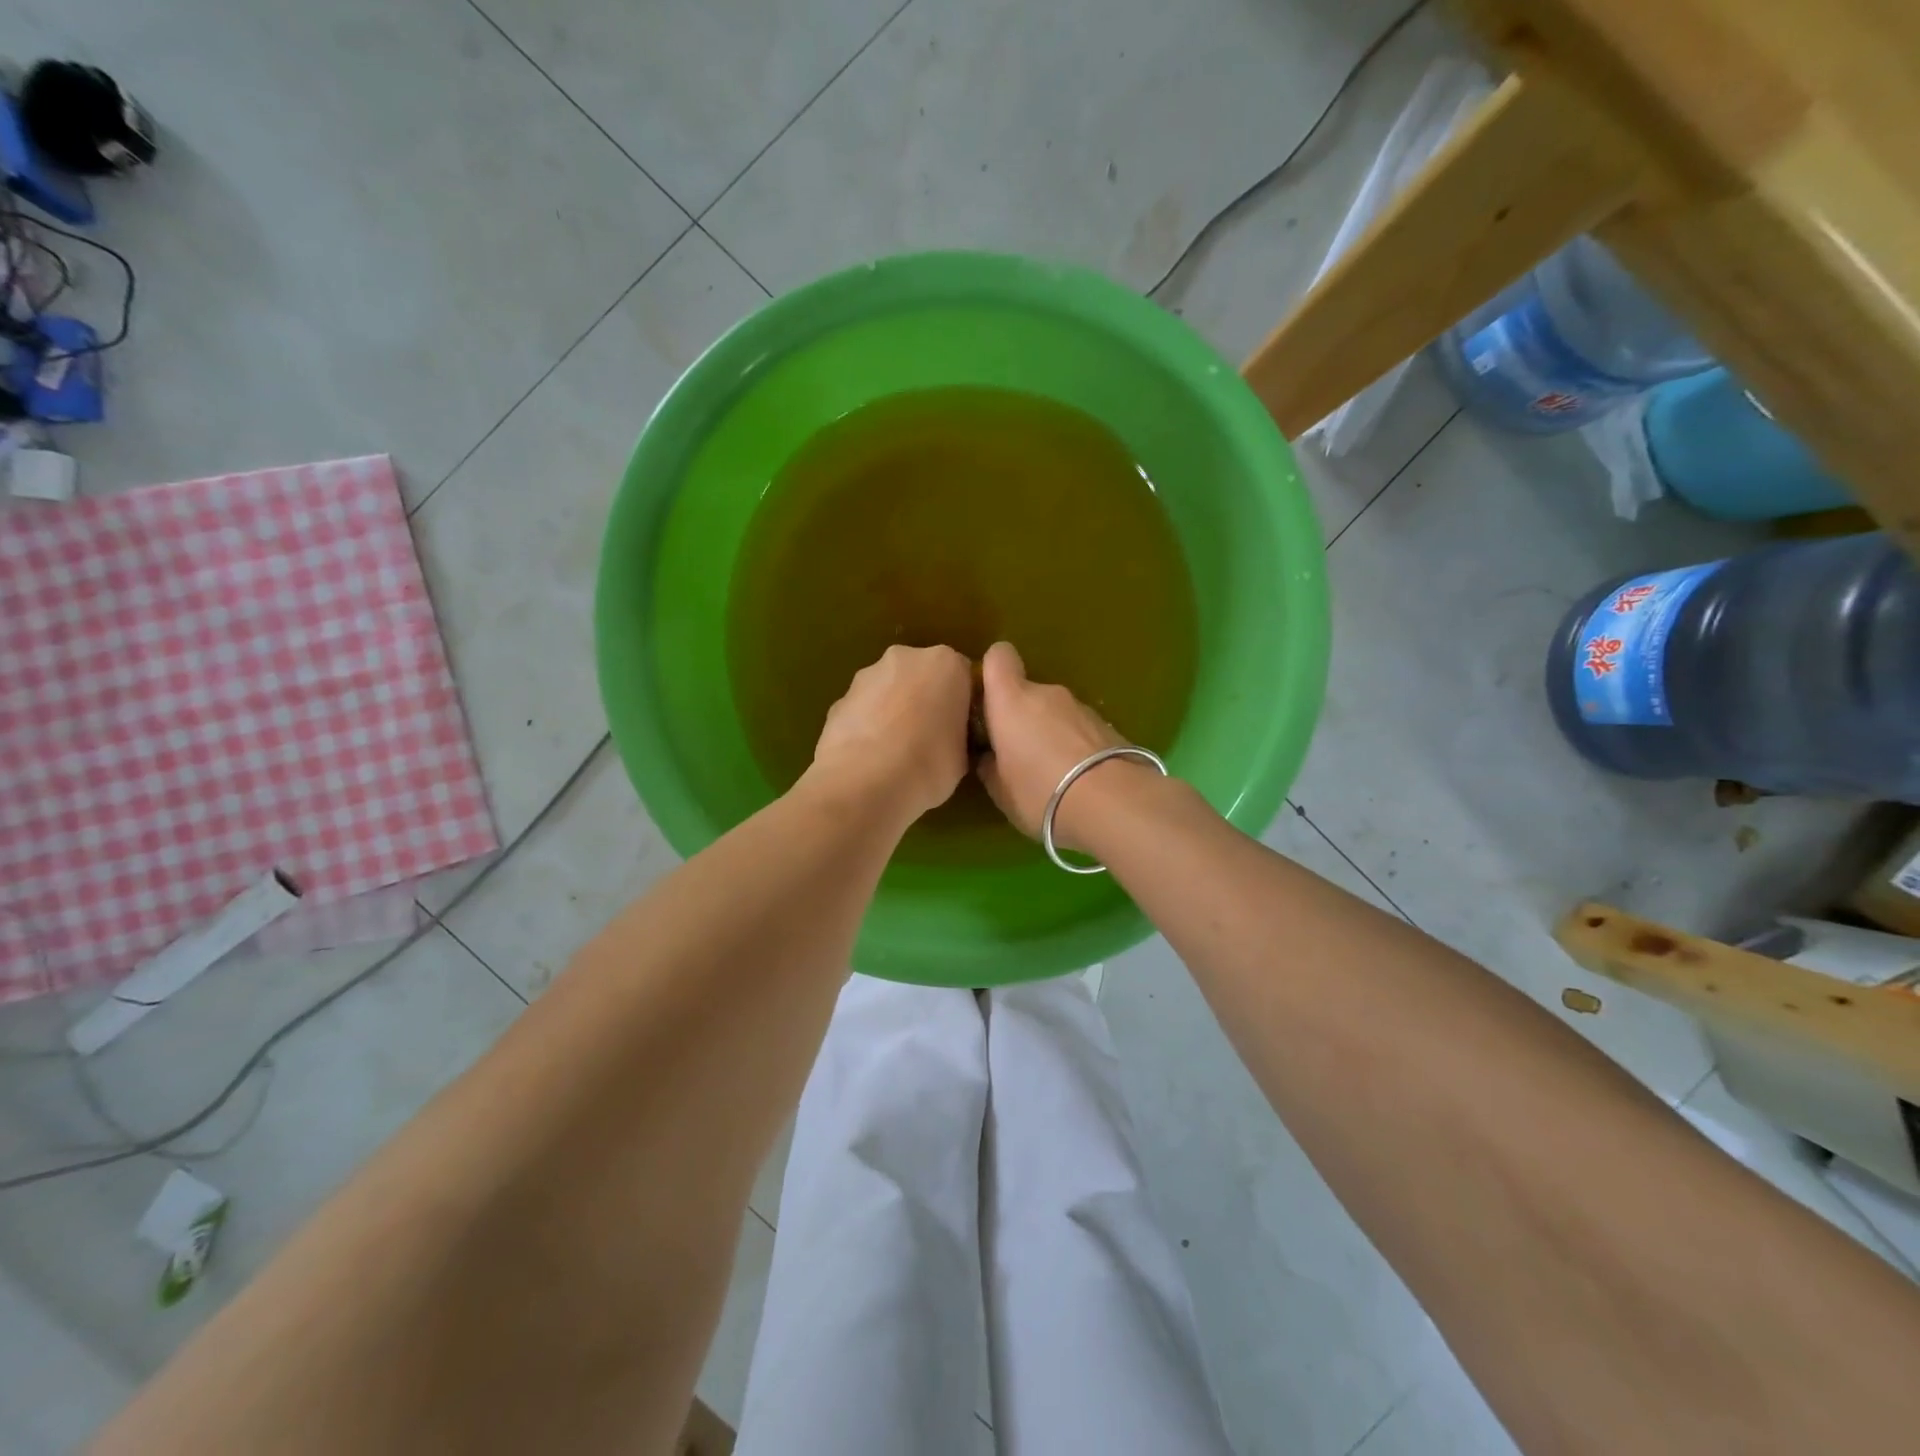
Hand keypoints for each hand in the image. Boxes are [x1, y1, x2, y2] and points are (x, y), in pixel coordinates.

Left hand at [809, 644, 972, 823]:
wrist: (864, 784)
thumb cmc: (929, 765)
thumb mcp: (964, 755)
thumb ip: (959, 733)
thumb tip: (949, 738)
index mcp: (946, 664)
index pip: (962, 676)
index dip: (962, 704)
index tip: (960, 730)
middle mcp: (905, 658)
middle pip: (922, 675)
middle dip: (925, 699)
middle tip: (929, 738)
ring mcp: (866, 676)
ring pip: (888, 689)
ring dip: (893, 710)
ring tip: (895, 752)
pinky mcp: (838, 699)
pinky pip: (862, 710)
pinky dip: (867, 726)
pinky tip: (869, 758)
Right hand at [975, 642, 1130, 849]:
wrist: (1113, 803)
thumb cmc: (1040, 792)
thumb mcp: (1000, 791)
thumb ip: (989, 765)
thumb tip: (989, 756)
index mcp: (1012, 700)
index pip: (998, 657)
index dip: (991, 672)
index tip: (987, 700)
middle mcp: (1047, 693)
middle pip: (1027, 693)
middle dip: (1020, 717)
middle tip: (1017, 755)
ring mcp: (1081, 707)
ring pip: (1054, 713)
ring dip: (1049, 733)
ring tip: (1052, 773)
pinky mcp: (1109, 726)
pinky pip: (1079, 729)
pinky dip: (1074, 745)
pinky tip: (1078, 778)